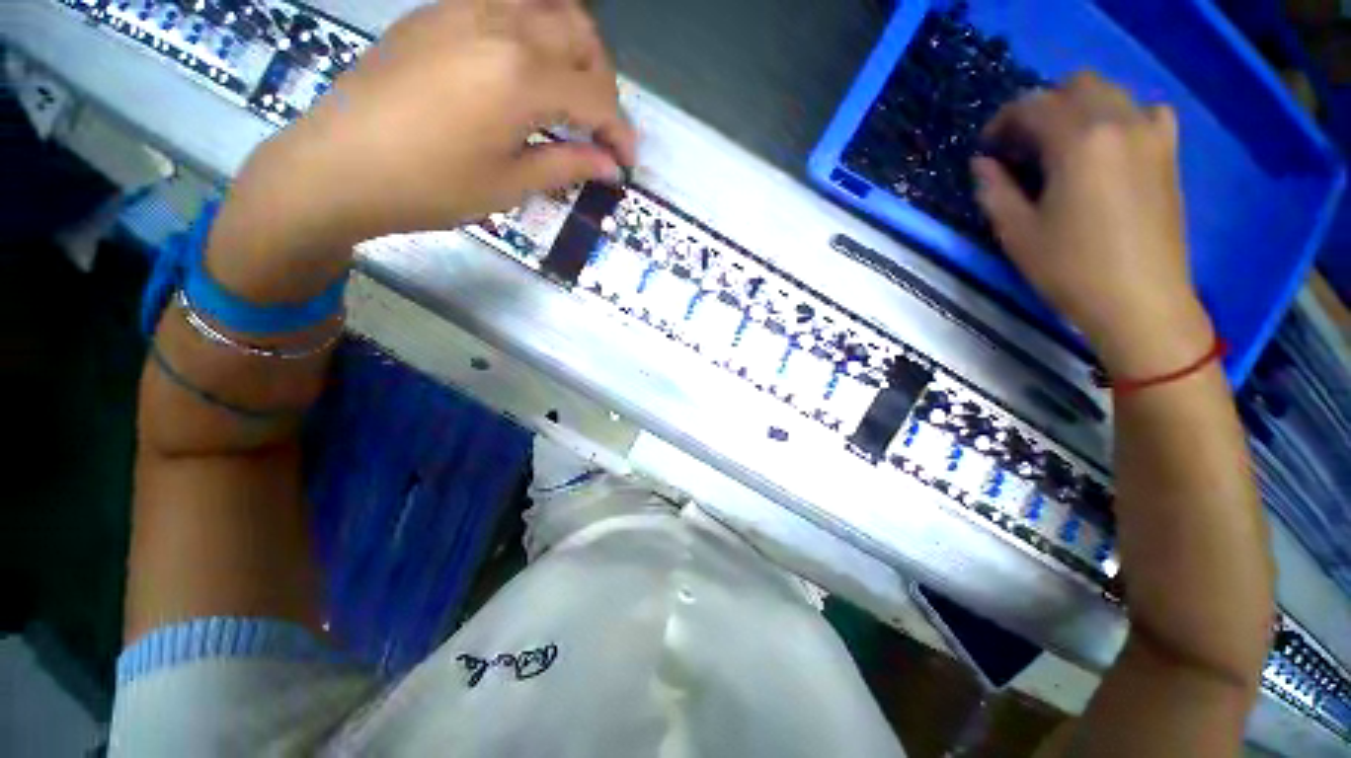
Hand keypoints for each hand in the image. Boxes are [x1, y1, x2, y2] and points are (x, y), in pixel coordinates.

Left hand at [208, 0, 635, 299]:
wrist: (337, 165)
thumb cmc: (430, 186)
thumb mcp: (509, 184)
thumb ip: (567, 165)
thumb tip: (610, 166)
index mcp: (520, 76)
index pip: (596, 96)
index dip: (620, 131)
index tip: (627, 161)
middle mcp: (500, 25)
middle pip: (579, 33)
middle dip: (603, 80)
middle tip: (599, 124)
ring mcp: (464, 8)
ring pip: (545, 2)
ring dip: (572, 42)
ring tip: (570, 85)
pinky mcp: (437, 12)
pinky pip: (504, 0)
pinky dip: (533, 25)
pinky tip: (525, 63)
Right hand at [973, 72, 1211, 376]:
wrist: (1140, 300)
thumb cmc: (1071, 269)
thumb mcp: (1017, 233)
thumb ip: (996, 190)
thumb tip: (983, 164)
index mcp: (1079, 141)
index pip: (1033, 106)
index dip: (1002, 122)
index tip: (987, 148)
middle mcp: (1120, 122)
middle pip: (1075, 86)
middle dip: (1041, 108)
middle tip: (1019, 145)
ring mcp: (1151, 134)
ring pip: (1109, 93)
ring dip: (1077, 108)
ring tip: (1058, 145)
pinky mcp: (1168, 152)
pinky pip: (1143, 111)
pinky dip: (1117, 116)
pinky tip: (1105, 146)